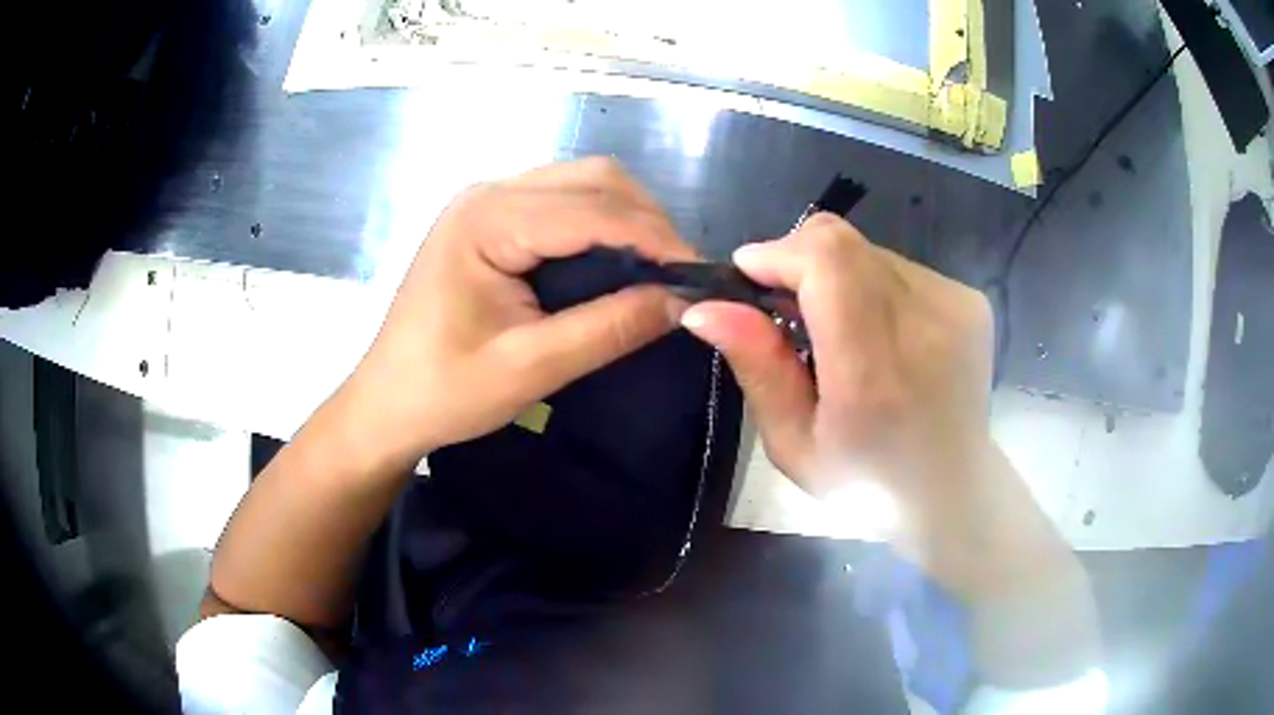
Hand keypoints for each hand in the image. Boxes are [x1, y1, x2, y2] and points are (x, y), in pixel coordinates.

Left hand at [339, 158, 694, 467]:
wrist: (385, 405)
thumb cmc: (444, 392)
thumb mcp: (530, 368)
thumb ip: (609, 329)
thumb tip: (683, 302)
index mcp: (487, 220)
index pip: (593, 209)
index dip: (655, 238)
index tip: (700, 277)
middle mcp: (488, 193)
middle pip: (592, 179)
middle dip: (646, 222)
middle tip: (678, 276)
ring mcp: (487, 202)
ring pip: (582, 184)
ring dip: (627, 219)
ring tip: (656, 271)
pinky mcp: (490, 220)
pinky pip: (562, 203)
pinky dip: (600, 225)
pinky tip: (616, 262)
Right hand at [683, 213, 991, 500]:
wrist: (953, 490)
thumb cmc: (865, 483)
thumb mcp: (794, 443)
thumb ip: (757, 367)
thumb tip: (705, 307)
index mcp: (874, 373)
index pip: (827, 260)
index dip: (779, 253)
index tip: (751, 277)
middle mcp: (924, 324)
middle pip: (844, 241)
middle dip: (799, 259)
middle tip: (788, 309)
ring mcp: (955, 307)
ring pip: (869, 250)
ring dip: (838, 276)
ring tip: (841, 332)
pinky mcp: (972, 300)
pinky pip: (900, 266)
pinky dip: (873, 286)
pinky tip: (880, 334)